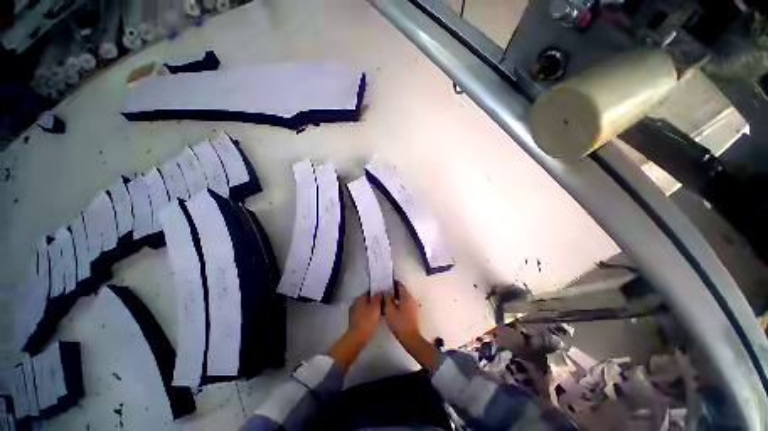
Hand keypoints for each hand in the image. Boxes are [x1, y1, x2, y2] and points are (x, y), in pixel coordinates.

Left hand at [328, 292, 382, 371]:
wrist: (357, 337)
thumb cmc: (367, 320)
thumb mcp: (376, 306)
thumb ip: (378, 297)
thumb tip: (380, 292)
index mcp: (360, 298)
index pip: (371, 293)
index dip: (378, 295)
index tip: (384, 299)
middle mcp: (355, 303)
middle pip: (368, 300)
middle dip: (375, 303)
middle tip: (383, 306)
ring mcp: (353, 312)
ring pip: (366, 308)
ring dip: (372, 310)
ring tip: (380, 313)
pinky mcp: (354, 321)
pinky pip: (363, 315)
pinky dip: (368, 316)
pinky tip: (373, 320)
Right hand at [384, 281, 438, 370]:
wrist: (410, 338)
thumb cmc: (399, 324)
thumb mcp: (390, 310)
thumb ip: (387, 299)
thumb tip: (387, 292)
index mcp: (407, 297)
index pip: (400, 285)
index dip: (394, 283)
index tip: (387, 282)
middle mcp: (412, 299)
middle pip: (403, 291)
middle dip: (394, 290)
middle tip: (385, 291)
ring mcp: (414, 306)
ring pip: (404, 298)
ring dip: (397, 297)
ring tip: (387, 299)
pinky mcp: (413, 313)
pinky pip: (406, 303)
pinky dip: (400, 303)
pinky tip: (393, 308)